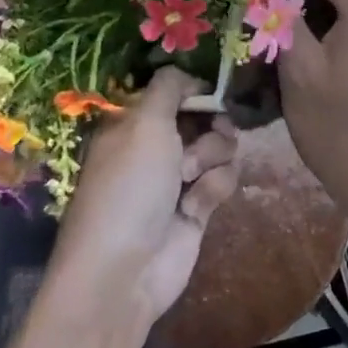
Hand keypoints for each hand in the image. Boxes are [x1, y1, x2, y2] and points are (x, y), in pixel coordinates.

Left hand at [49, 69, 239, 325]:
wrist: (125, 271)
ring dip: (213, 157)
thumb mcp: (144, 123)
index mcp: (133, 122)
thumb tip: (189, 77)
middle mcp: (155, 145)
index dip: (195, 90)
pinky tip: (196, 207)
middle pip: (203, 116)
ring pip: (219, 146)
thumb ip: (169, 88)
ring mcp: (177, 177)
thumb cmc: (130, 187)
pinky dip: (214, 188)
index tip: (211, 94)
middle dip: (212, 124)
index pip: (173, 91)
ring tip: (192, 178)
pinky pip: (222, 179)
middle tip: (211, 133)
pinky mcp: (197, 207)